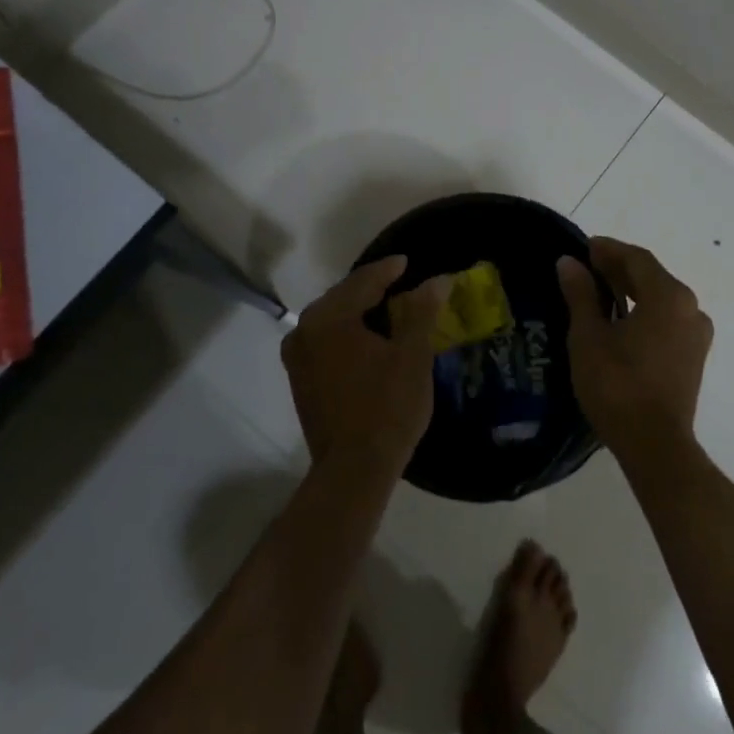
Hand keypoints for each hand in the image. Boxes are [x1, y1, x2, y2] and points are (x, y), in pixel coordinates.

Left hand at [283, 256, 450, 471]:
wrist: (353, 470)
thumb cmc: (387, 408)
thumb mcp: (412, 355)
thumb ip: (421, 311)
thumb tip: (437, 280)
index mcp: (329, 318)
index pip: (362, 282)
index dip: (388, 270)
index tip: (406, 262)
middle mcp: (304, 331)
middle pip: (342, 298)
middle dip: (371, 289)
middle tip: (399, 283)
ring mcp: (297, 358)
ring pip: (332, 320)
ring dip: (358, 312)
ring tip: (387, 309)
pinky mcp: (300, 380)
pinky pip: (325, 341)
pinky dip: (347, 334)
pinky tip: (367, 339)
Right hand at [558, 236, 712, 460]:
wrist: (654, 445)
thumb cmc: (617, 385)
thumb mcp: (589, 336)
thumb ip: (581, 294)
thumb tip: (569, 263)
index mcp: (669, 296)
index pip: (637, 259)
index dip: (609, 250)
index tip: (584, 247)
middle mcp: (691, 308)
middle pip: (652, 276)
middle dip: (620, 269)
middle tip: (587, 267)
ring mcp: (697, 334)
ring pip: (661, 299)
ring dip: (632, 291)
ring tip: (600, 293)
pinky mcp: (694, 357)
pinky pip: (668, 320)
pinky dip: (645, 312)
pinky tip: (621, 322)